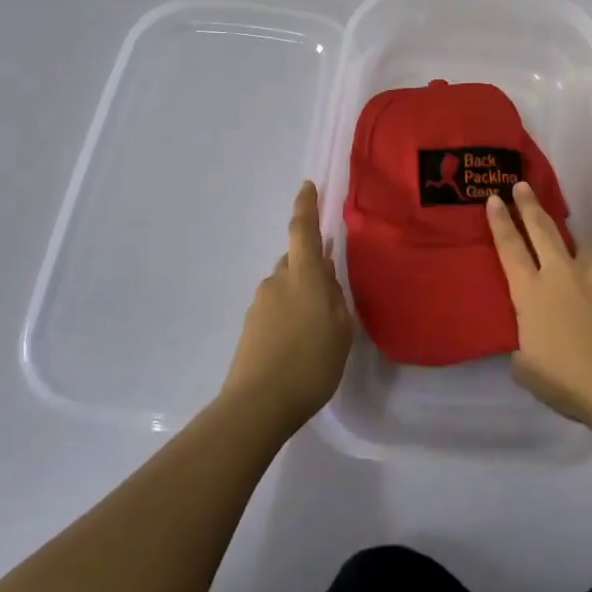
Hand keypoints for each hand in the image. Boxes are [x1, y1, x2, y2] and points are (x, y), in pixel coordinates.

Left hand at [221, 181, 352, 437]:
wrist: (257, 405)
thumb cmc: (310, 364)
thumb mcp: (341, 330)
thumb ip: (335, 297)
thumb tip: (325, 274)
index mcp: (303, 275)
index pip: (302, 229)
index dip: (306, 206)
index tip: (308, 186)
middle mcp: (277, 280)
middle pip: (295, 260)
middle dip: (311, 266)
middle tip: (331, 287)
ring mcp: (260, 303)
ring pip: (286, 286)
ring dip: (301, 294)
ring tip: (319, 326)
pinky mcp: (250, 326)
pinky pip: (276, 307)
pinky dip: (289, 314)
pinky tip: (300, 342)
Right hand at [485, 181, 591, 428]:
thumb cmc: (570, 383)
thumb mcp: (527, 369)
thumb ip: (522, 344)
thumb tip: (527, 338)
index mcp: (531, 293)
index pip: (509, 247)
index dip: (500, 221)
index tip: (494, 198)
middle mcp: (561, 273)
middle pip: (541, 228)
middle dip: (529, 204)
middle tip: (522, 184)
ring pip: (578, 243)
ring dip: (569, 239)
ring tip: (569, 243)